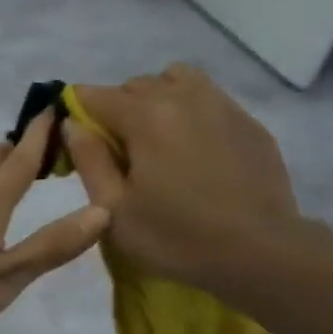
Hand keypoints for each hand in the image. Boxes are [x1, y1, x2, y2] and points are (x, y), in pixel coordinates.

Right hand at [66, 65, 307, 299]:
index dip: (77, 114)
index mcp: (146, 115)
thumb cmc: (176, 237)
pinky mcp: (249, 122)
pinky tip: (195, 154)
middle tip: (119, 154)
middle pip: (135, 84)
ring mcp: (222, 105)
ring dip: (157, 102)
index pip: (94, 95)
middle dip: (118, 110)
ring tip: (158, 143)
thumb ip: (89, 160)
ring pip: (177, 81)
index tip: (79, 144)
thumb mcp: (114, 210)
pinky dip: (191, 115)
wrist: (259, 251)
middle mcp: (184, 96)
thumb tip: (72, 125)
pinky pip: (209, 101)